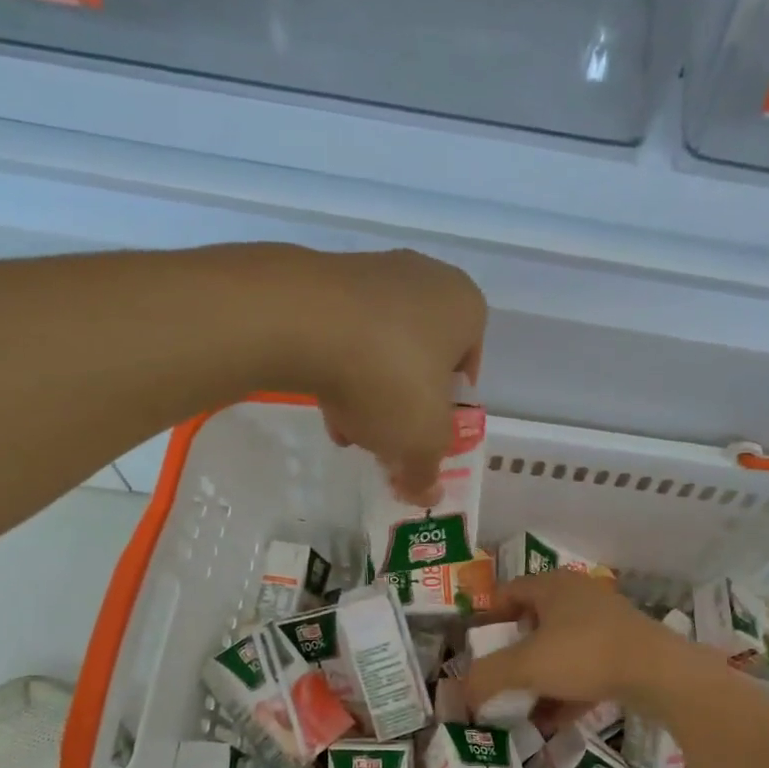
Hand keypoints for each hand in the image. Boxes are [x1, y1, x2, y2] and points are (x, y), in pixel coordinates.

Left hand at [303, 248, 485, 502]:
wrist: (301, 321)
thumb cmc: (388, 376)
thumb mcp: (420, 440)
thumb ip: (427, 470)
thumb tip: (428, 494)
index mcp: (465, 306)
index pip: (467, 366)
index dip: (447, 410)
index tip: (426, 435)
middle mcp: (425, 279)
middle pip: (421, 358)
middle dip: (404, 404)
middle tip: (387, 438)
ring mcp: (372, 272)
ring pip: (380, 348)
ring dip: (369, 392)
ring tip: (347, 430)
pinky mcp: (324, 279)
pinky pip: (344, 333)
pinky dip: (338, 368)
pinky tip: (323, 404)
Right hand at [462, 571, 702, 717]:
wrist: (659, 673)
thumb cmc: (584, 654)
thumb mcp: (526, 666)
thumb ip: (487, 677)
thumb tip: (461, 693)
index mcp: (553, 586)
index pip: (509, 592)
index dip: (488, 616)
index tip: (475, 645)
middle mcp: (579, 596)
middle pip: (535, 621)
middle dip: (513, 652)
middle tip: (497, 676)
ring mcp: (606, 623)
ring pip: (561, 649)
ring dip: (540, 677)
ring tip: (522, 706)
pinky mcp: (626, 651)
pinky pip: (586, 669)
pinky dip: (567, 691)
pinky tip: (554, 721)